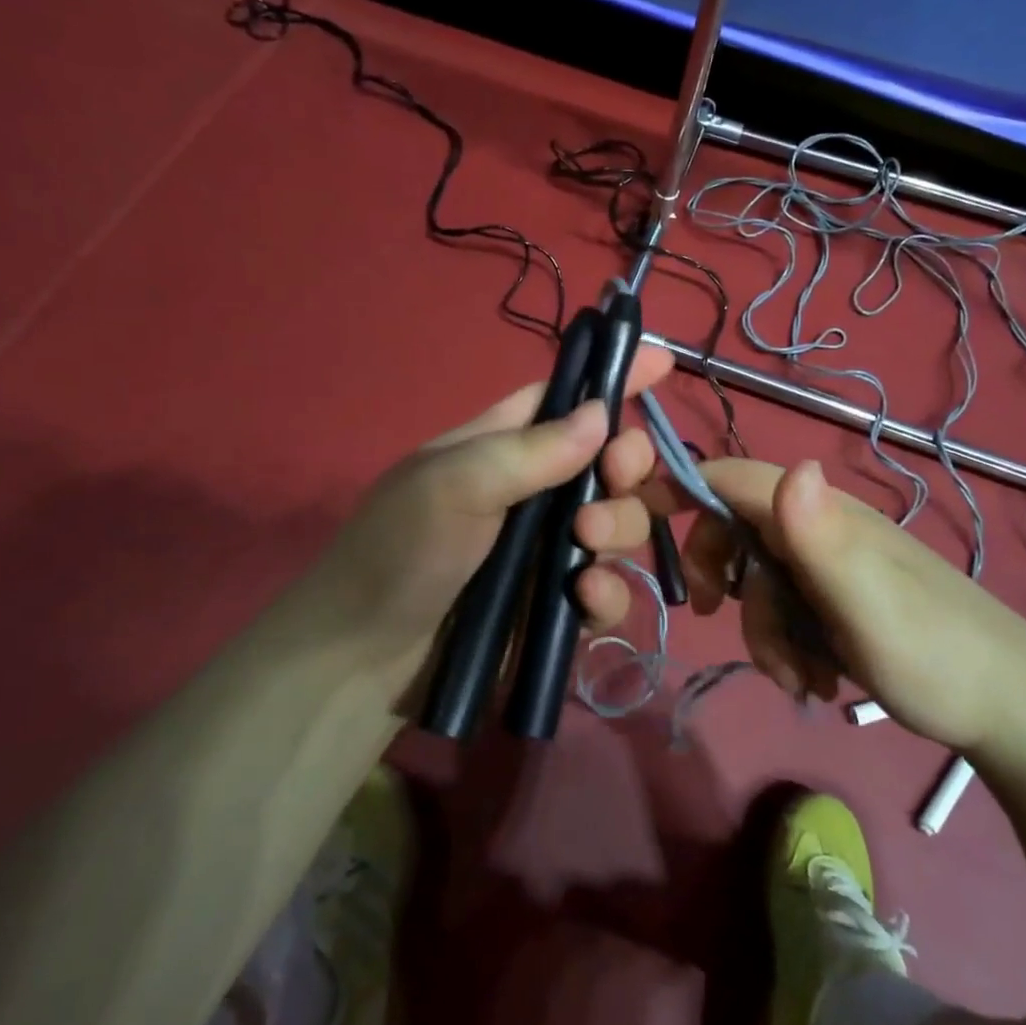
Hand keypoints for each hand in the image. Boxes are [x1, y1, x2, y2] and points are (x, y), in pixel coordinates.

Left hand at [308, 345, 673, 699]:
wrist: (362, 663)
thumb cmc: (399, 553)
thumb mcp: (454, 485)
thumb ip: (531, 450)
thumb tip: (602, 414)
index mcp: (502, 446)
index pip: (567, 398)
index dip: (613, 377)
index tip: (663, 361)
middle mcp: (534, 492)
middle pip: (611, 462)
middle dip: (627, 465)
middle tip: (615, 478)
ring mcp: (548, 551)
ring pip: (621, 524)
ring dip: (619, 527)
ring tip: (586, 545)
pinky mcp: (556, 606)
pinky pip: (609, 589)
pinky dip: (607, 593)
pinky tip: (583, 599)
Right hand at [658, 457, 1025, 750]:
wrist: (1007, 707)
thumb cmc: (934, 654)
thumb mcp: (870, 604)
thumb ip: (823, 539)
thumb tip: (791, 467)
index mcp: (822, 514)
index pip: (735, 478)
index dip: (683, 487)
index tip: (638, 519)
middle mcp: (821, 529)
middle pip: (738, 532)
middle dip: (724, 580)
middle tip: (714, 618)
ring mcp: (831, 567)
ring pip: (760, 582)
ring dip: (763, 631)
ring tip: (799, 679)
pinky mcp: (839, 602)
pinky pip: (787, 612)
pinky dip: (787, 646)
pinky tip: (815, 681)